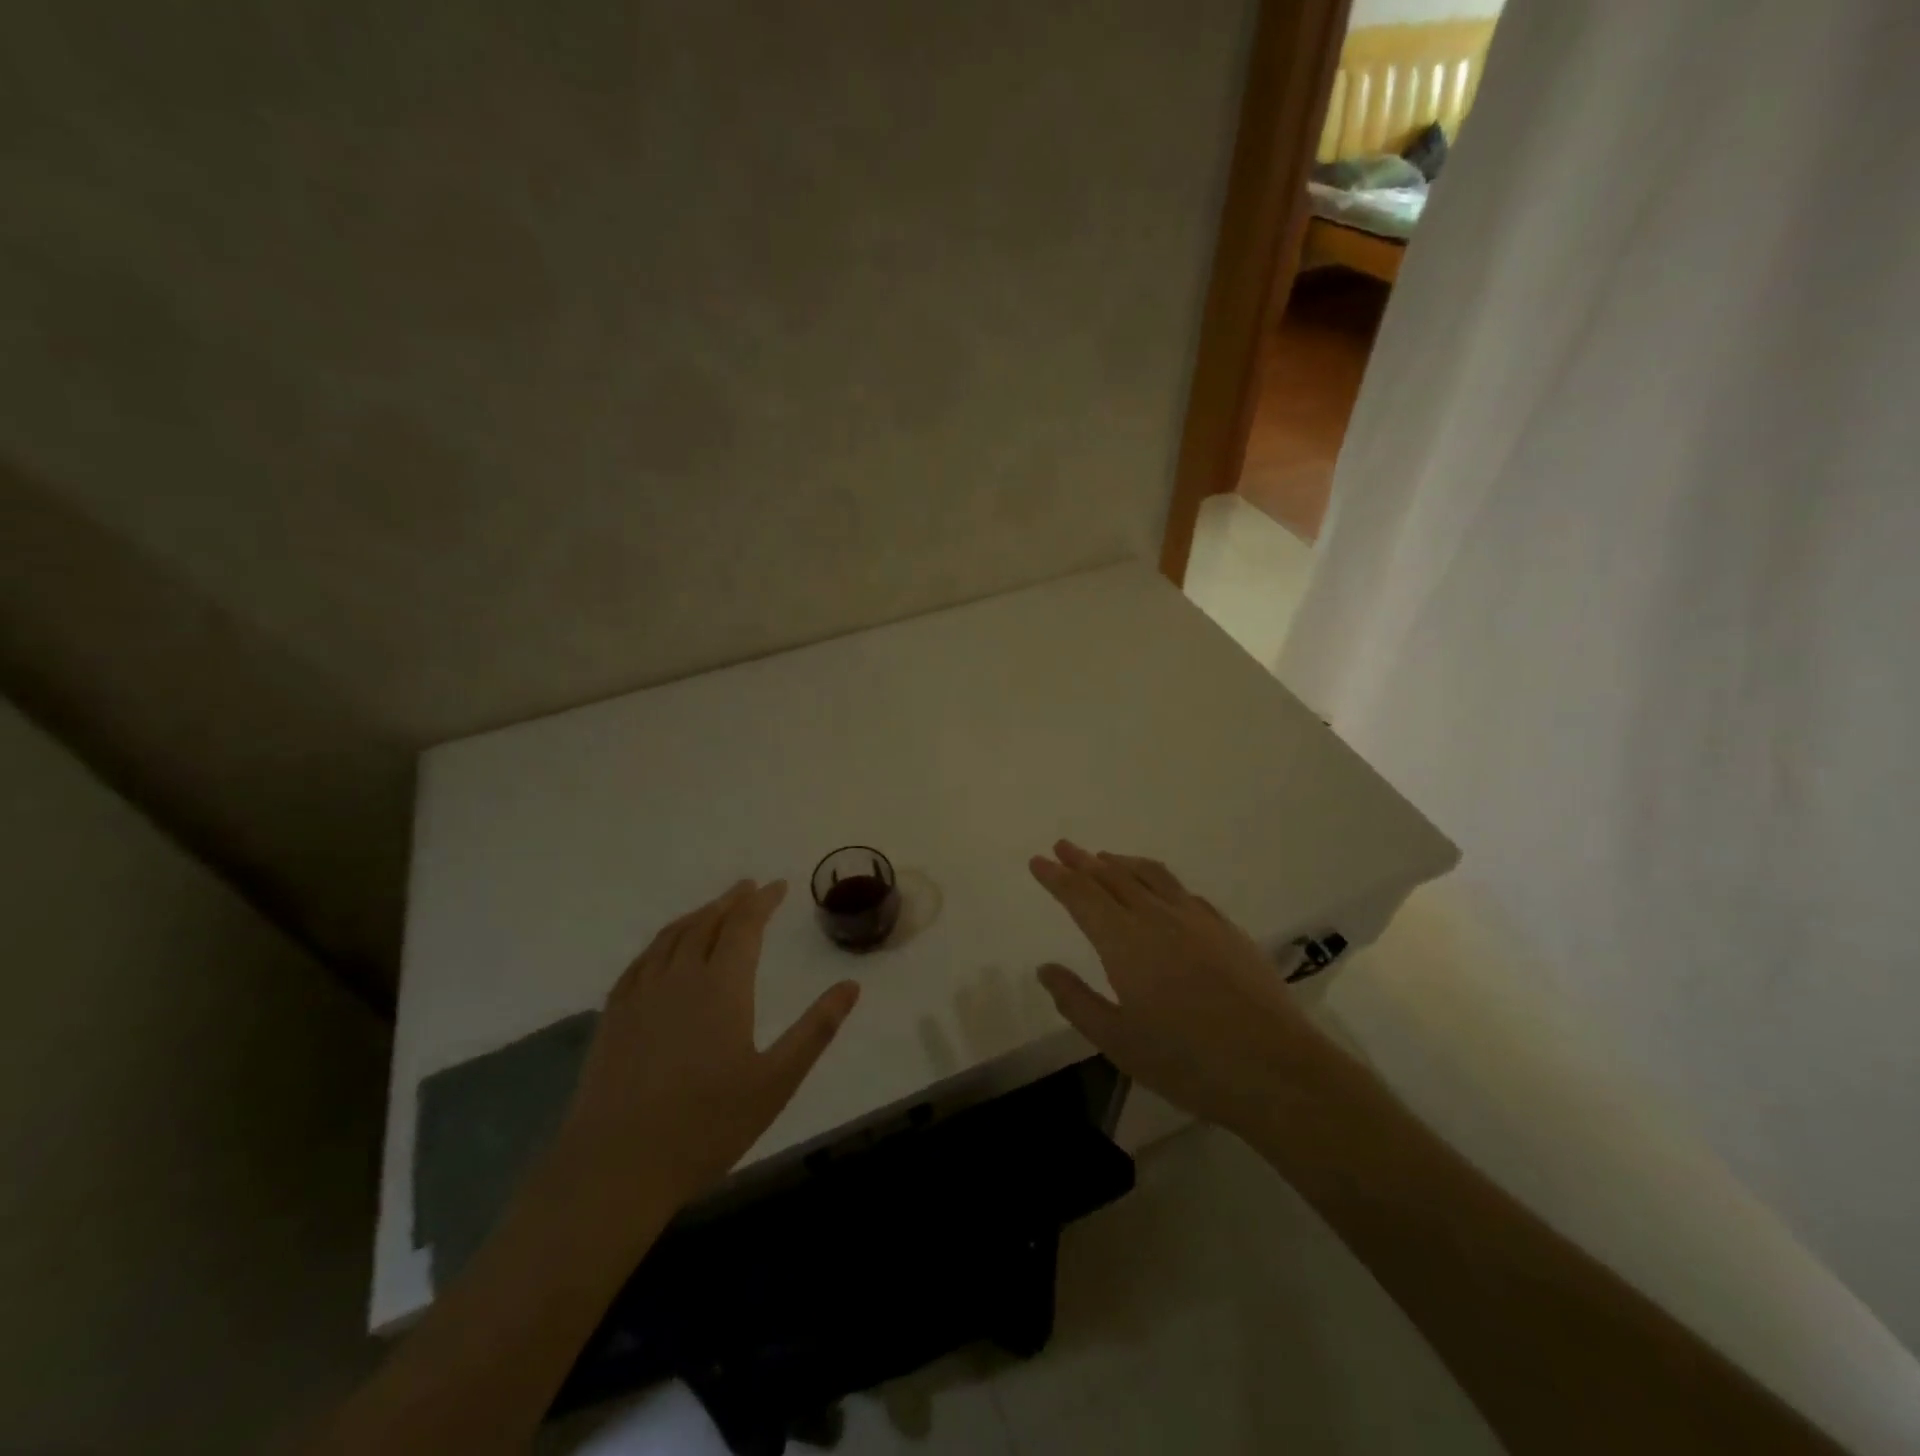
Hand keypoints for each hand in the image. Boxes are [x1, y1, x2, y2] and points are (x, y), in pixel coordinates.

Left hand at [556, 879, 861, 1208]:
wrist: (615, 1167)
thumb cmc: (706, 1126)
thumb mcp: (776, 1081)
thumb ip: (816, 1029)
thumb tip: (851, 986)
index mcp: (722, 986)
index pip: (745, 926)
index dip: (763, 901)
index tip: (778, 887)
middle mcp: (680, 977)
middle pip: (707, 922)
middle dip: (732, 901)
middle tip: (749, 888)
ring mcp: (640, 995)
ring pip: (672, 937)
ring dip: (697, 915)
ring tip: (714, 908)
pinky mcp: (613, 1016)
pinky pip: (641, 961)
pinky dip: (662, 942)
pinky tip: (664, 950)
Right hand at [1030, 841, 1338, 1139]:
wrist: (1273, 1068)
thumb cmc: (1185, 1060)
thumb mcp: (1117, 1040)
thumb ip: (1076, 1001)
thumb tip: (1046, 969)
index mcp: (1124, 941)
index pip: (1081, 896)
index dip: (1057, 877)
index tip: (1038, 861)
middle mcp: (1157, 917)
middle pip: (1113, 876)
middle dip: (1083, 861)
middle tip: (1063, 847)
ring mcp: (1196, 919)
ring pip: (1151, 876)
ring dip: (1122, 863)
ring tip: (1105, 858)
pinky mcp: (1226, 930)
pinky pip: (1183, 891)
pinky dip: (1159, 880)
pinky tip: (1160, 890)